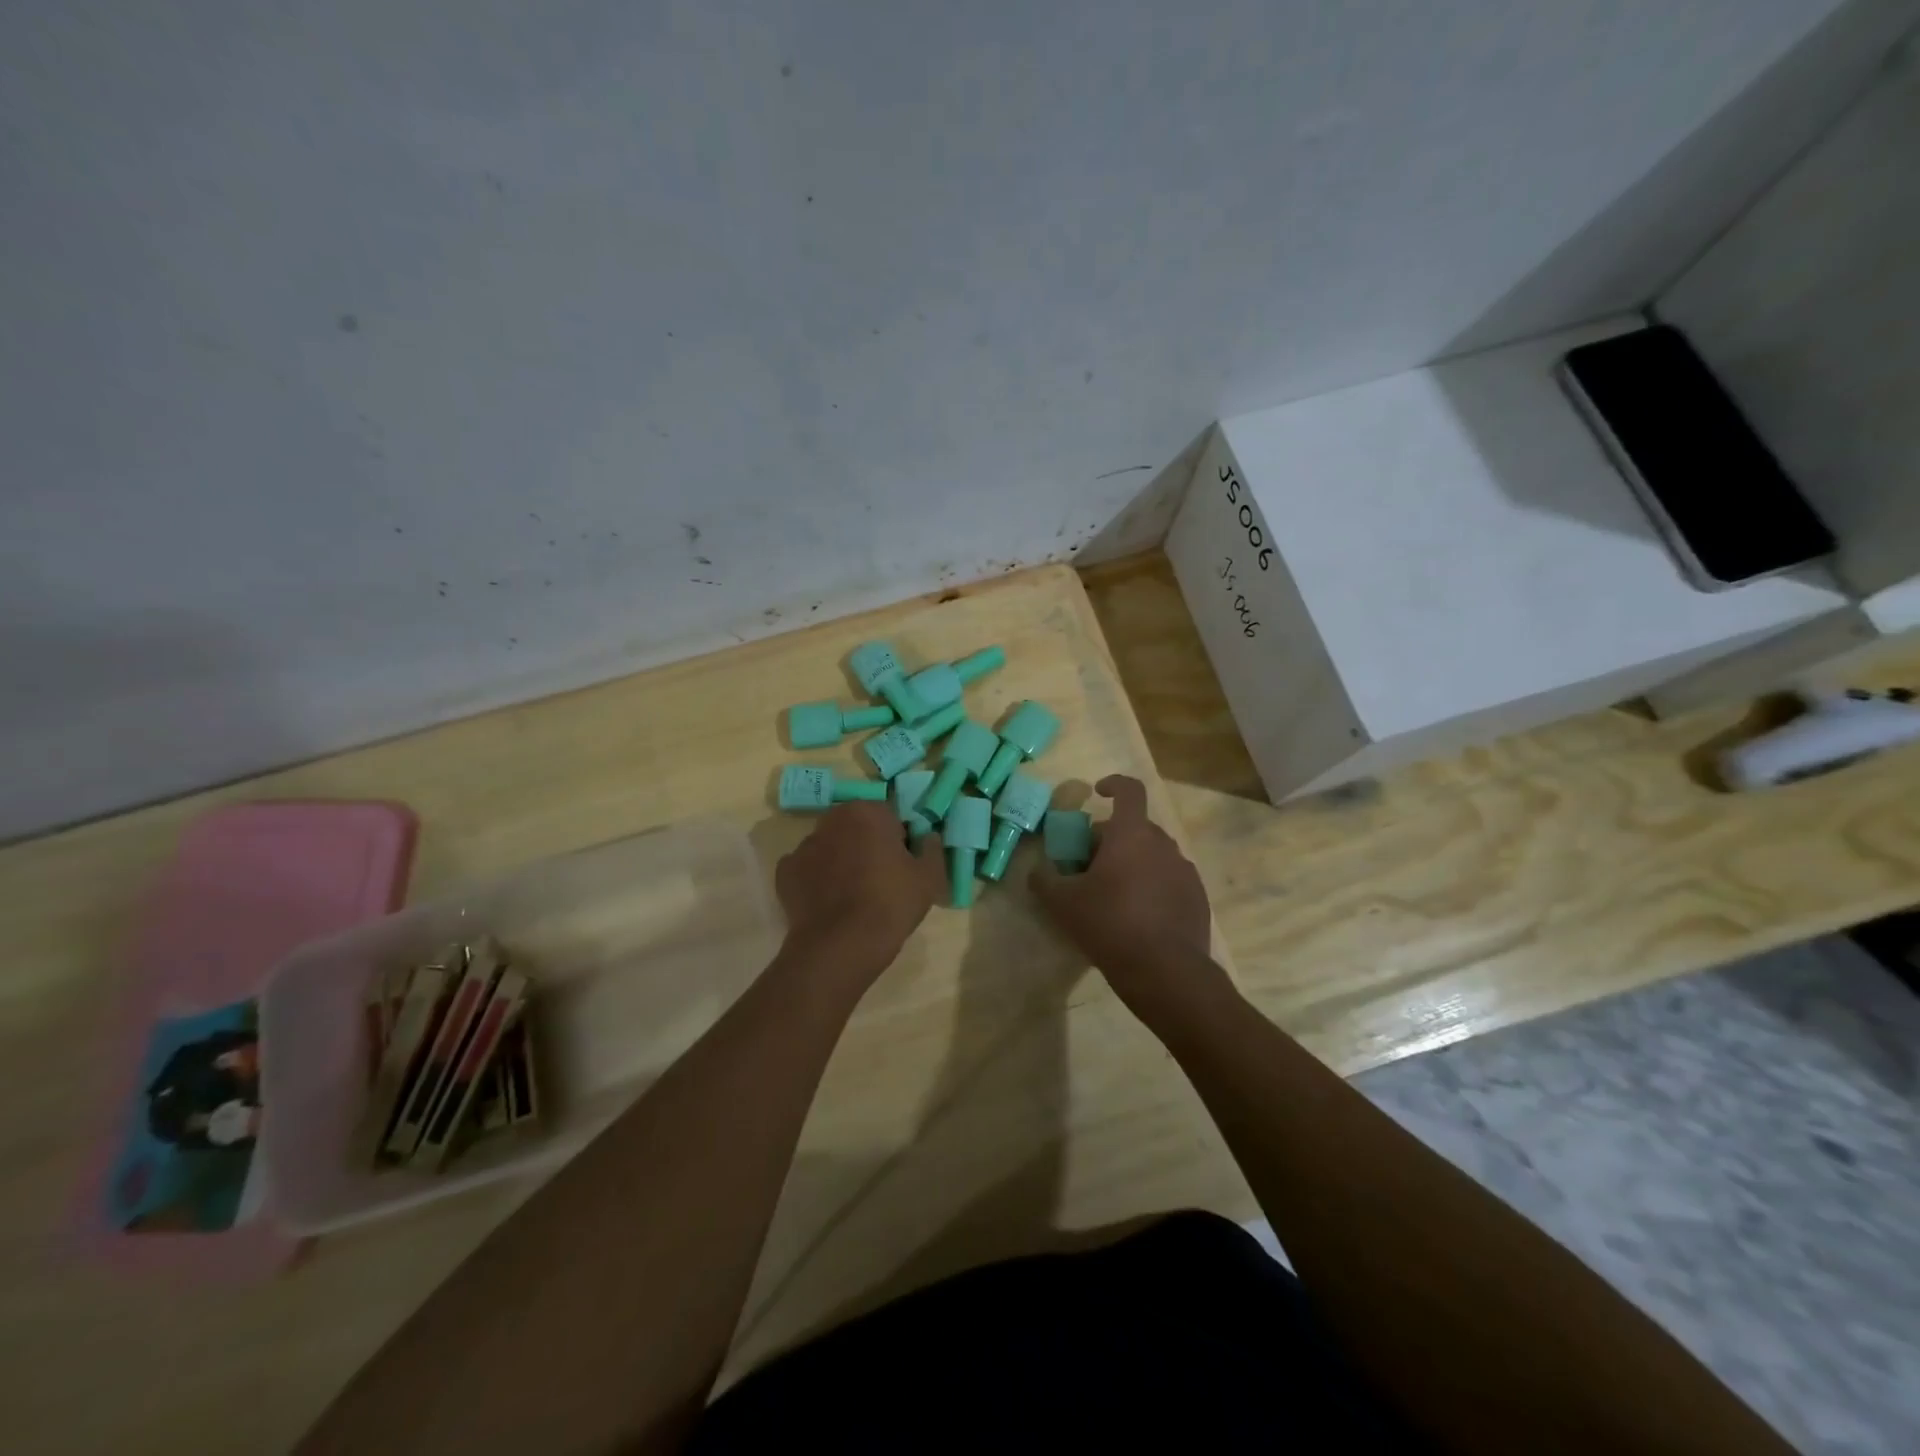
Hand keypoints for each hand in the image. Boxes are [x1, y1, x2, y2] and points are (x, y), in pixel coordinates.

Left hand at [775, 801, 944, 980]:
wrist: (841, 945)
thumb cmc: (891, 903)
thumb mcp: (929, 877)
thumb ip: (932, 848)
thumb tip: (928, 837)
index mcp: (867, 812)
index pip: (889, 817)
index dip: (899, 841)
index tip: (903, 866)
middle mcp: (831, 820)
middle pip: (856, 828)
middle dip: (867, 845)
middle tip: (881, 880)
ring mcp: (803, 846)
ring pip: (830, 847)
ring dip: (841, 860)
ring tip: (853, 896)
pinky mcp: (785, 873)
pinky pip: (808, 870)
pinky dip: (817, 881)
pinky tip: (829, 904)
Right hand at [1029, 775, 1226, 1021]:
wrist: (1165, 972)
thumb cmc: (1109, 925)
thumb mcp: (1063, 904)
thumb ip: (1045, 881)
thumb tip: (1036, 871)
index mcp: (1131, 834)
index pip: (1129, 790)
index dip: (1113, 785)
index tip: (1098, 793)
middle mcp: (1163, 844)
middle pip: (1135, 827)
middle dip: (1112, 838)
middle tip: (1090, 865)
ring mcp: (1184, 870)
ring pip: (1153, 854)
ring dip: (1133, 863)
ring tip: (1114, 894)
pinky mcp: (1197, 897)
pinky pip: (1169, 879)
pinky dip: (1152, 885)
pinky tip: (1139, 916)